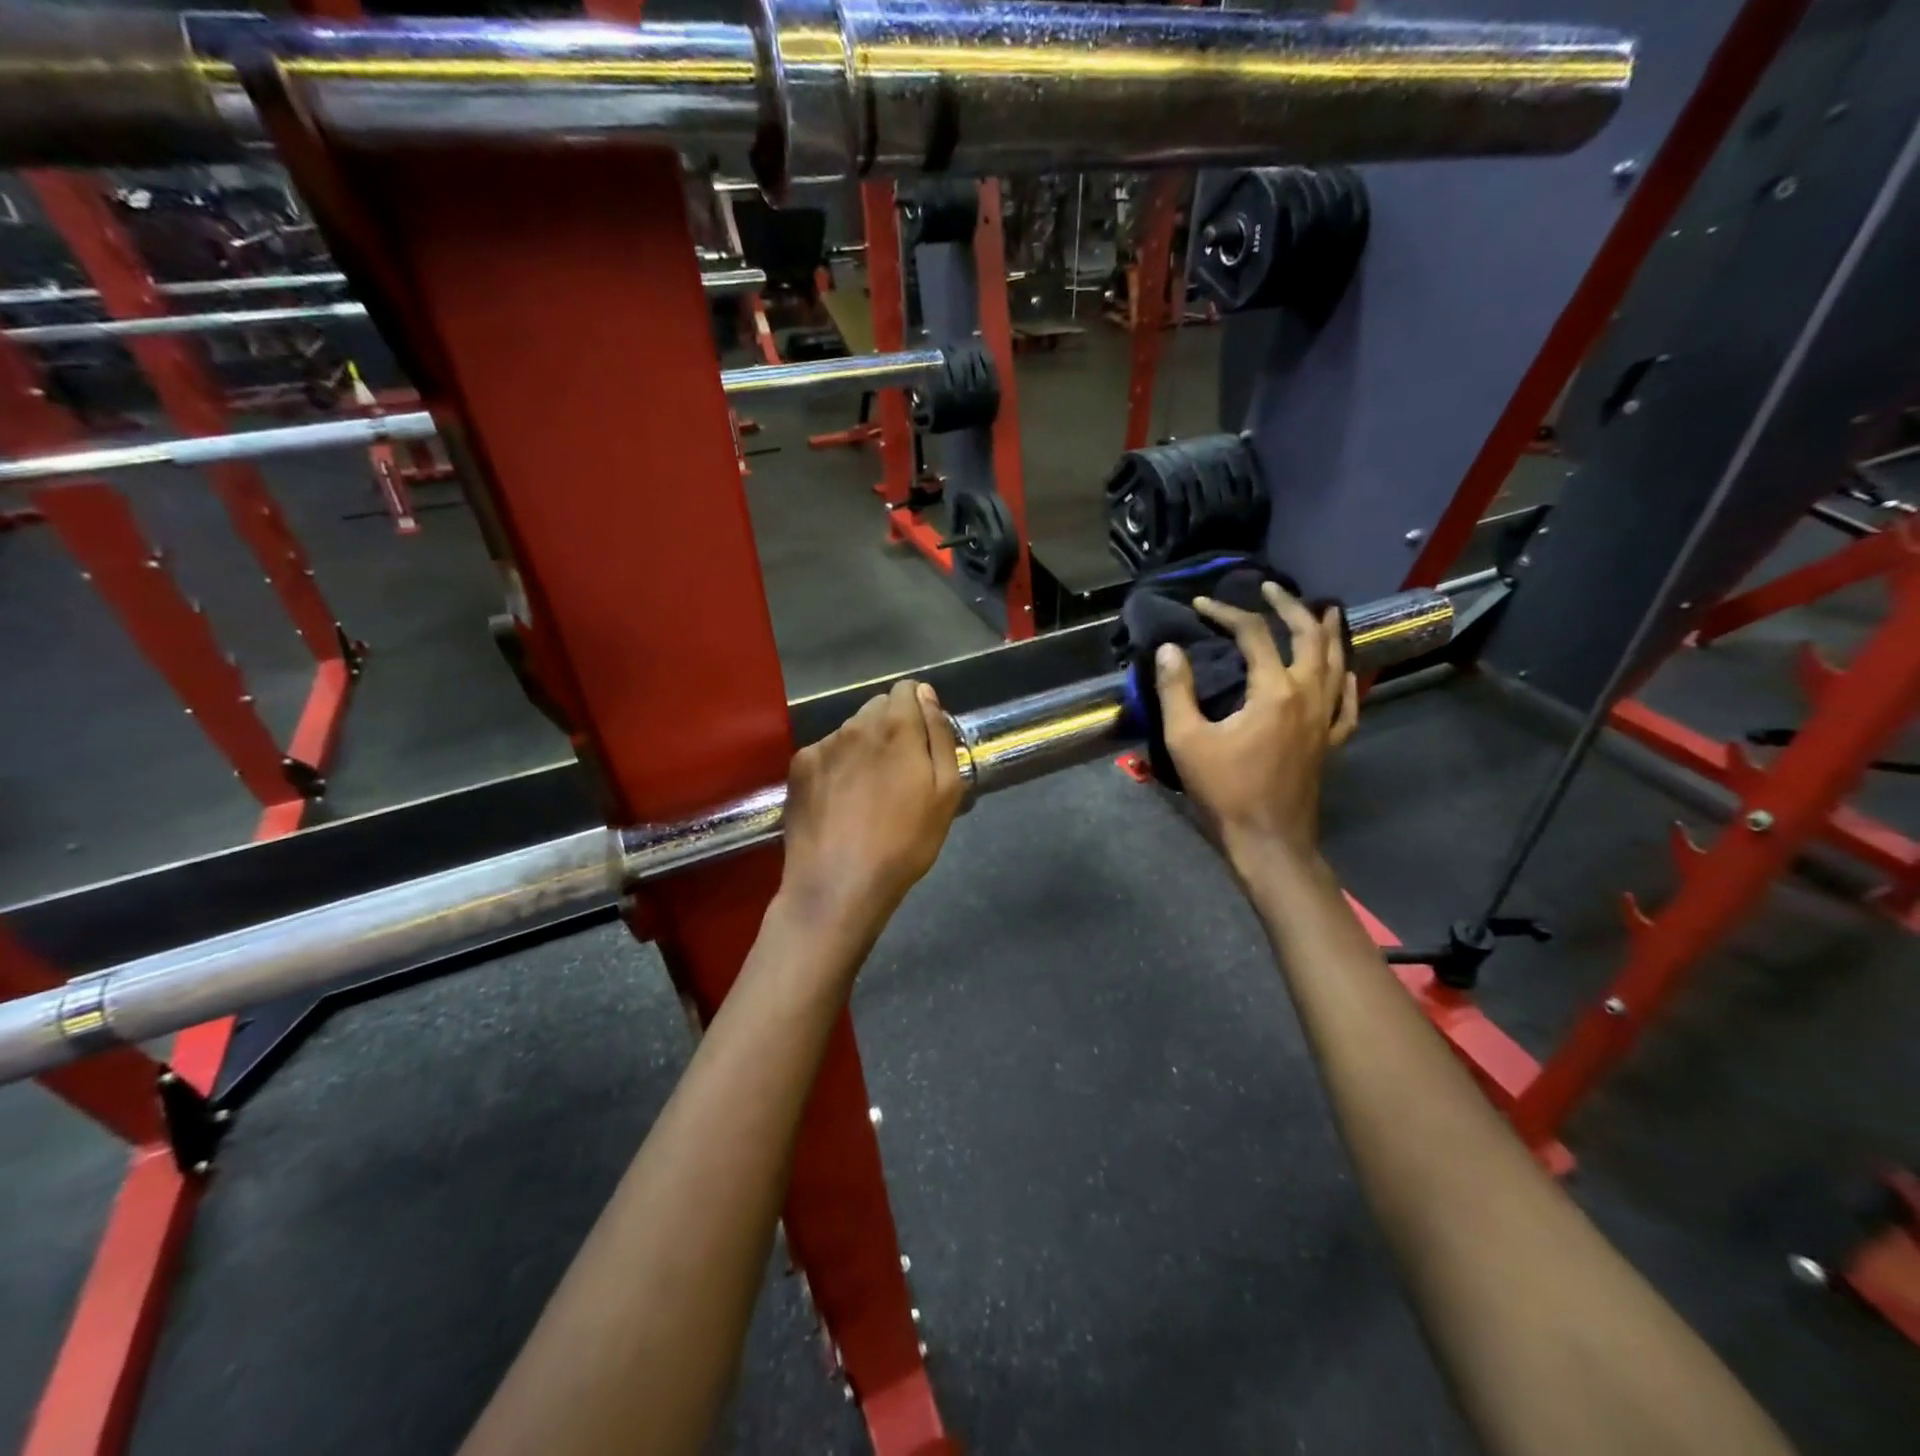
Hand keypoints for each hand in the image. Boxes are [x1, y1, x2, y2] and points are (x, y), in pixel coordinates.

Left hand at [779, 679, 964, 936]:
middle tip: (898, 772)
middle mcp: (856, 724)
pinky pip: (825, 752)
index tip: (922, 743)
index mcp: (896, 726)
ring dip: (863, 747)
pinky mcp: (798, 767)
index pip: (907, 689)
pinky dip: (836, 766)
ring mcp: (823, 744)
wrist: (838, 885)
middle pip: (877, 707)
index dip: (918, 711)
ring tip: (867, 792)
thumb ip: (940, 735)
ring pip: (851, 730)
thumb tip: (926, 695)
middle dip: (891, 728)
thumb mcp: (946, 793)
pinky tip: (840, 801)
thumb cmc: (904, 844)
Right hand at [1157, 582, 1357, 870]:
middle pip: (1308, 637)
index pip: (1253, 635)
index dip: (1226, 613)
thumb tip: (1169, 648)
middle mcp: (1308, 695)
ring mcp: (1325, 720)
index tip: (1201, 605)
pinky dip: (1345, 679)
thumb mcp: (1186, 739)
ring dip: (1327, 632)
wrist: (1268, 841)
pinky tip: (1344, 671)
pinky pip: (1347, 702)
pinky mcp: (1331, 742)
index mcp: (1274, 691)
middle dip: (1289, 607)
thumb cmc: (1225, 791)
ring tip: (1322, 610)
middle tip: (1270, 588)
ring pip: (1335, 663)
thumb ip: (1176, 690)